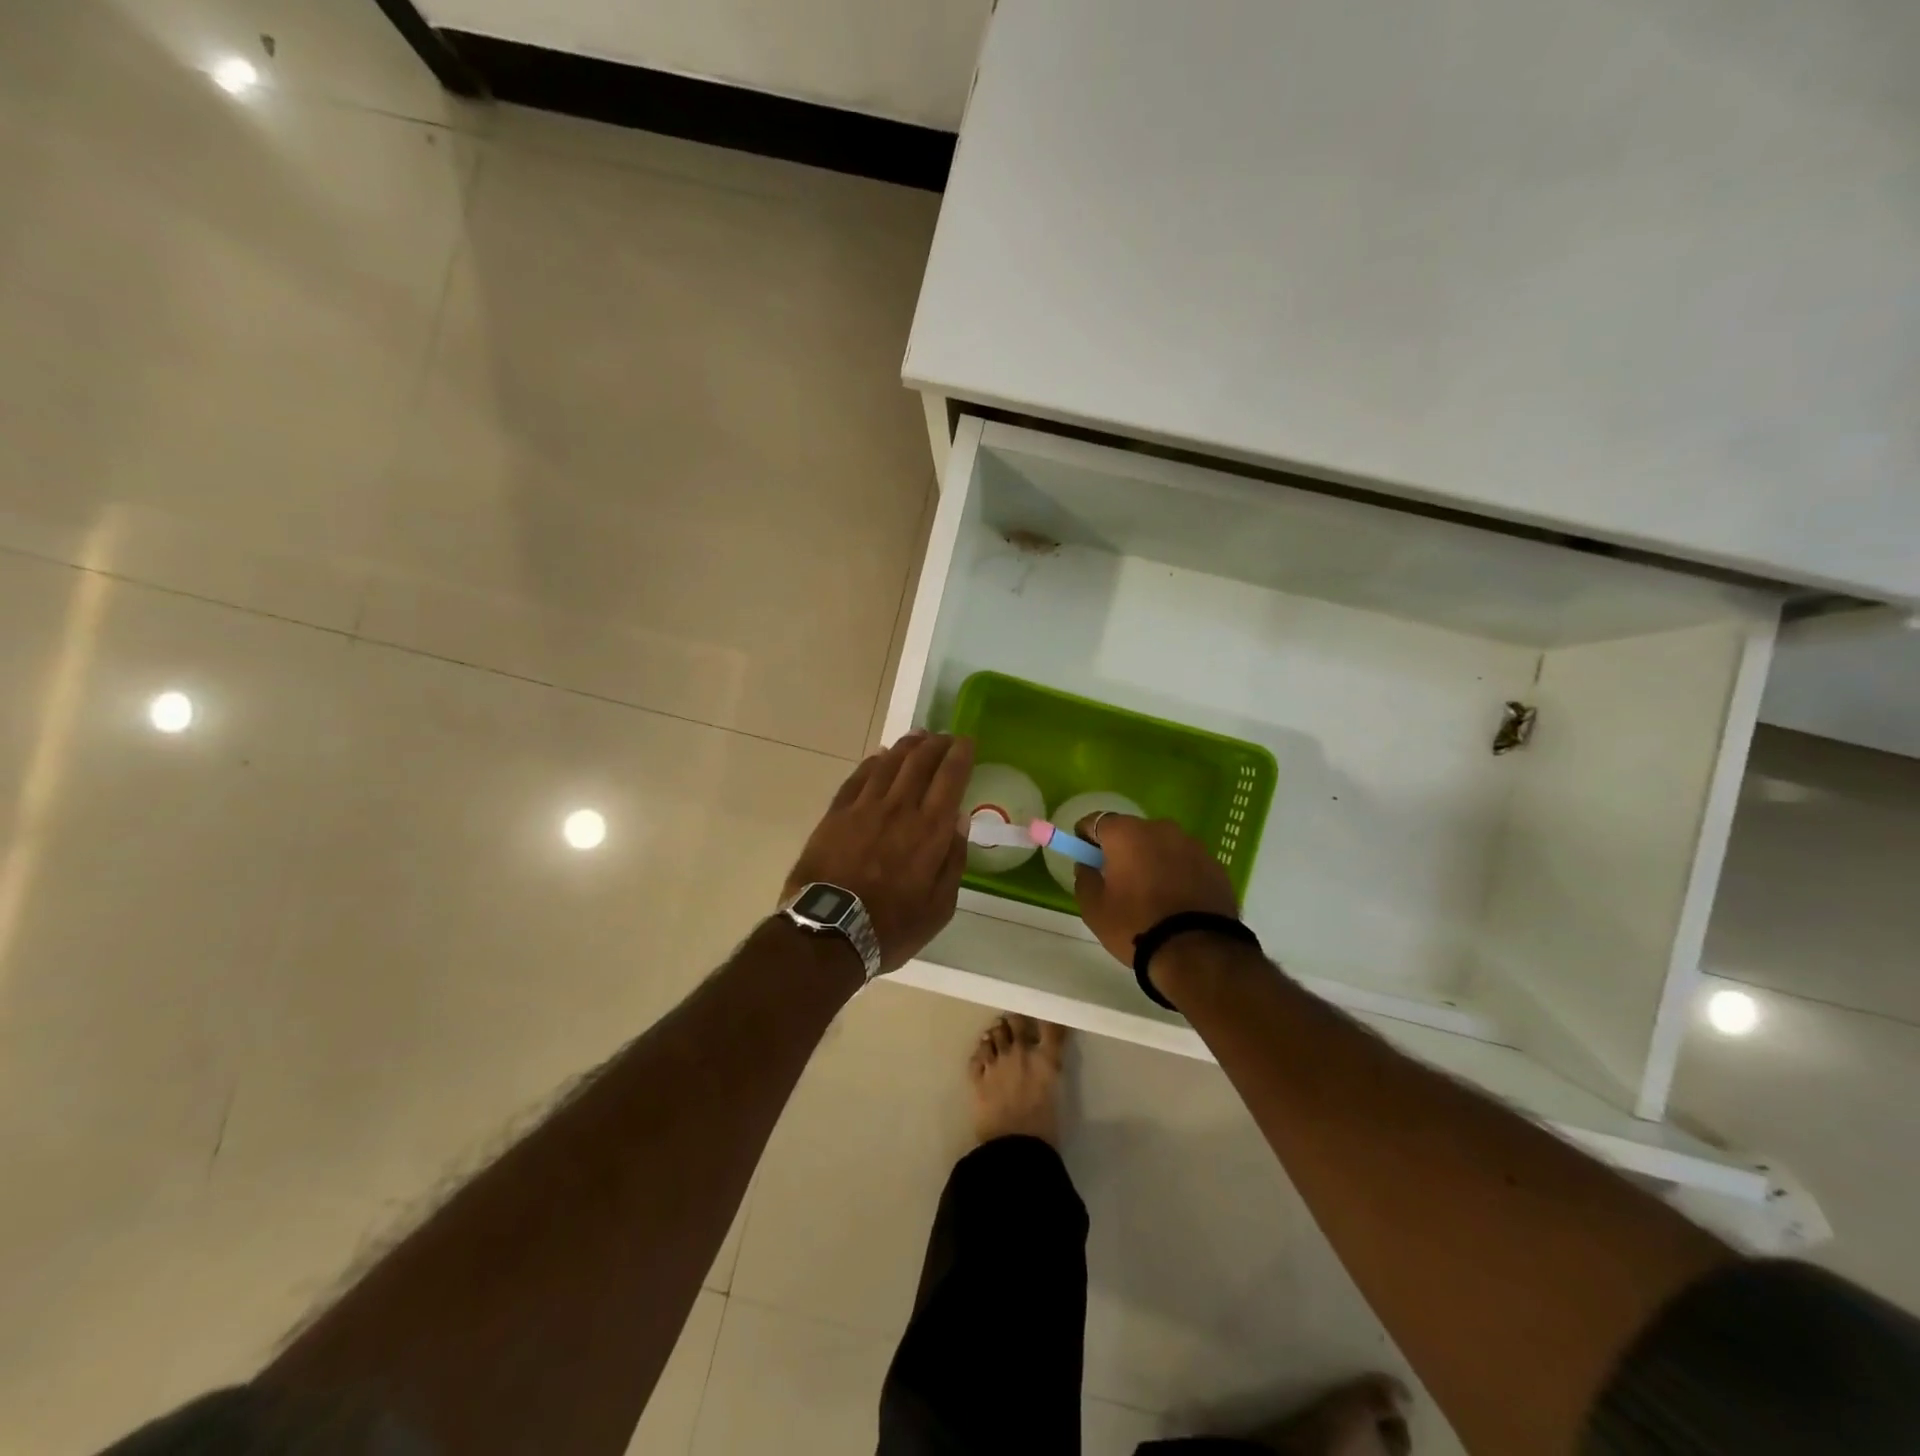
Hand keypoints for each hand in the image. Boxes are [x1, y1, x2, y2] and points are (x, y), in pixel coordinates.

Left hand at [784, 732, 973, 971]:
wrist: (828, 932)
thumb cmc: (891, 927)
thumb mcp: (939, 907)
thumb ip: (953, 860)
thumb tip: (960, 819)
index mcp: (930, 830)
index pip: (950, 778)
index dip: (960, 755)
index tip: (966, 741)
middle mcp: (899, 809)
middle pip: (920, 763)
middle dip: (936, 744)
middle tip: (944, 737)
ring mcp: (864, 808)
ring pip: (889, 763)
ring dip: (906, 746)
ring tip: (918, 736)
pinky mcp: (836, 814)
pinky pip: (858, 778)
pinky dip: (872, 762)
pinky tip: (880, 756)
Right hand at [1072, 814, 1237, 966]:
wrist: (1198, 952)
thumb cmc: (1136, 925)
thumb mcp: (1094, 908)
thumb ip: (1084, 878)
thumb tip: (1087, 866)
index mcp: (1126, 833)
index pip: (1096, 822)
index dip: (1085, 838)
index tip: (1086, 859)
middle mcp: (1161, 829)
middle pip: (1131, 831)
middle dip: (1121, 850)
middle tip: (1117, 881)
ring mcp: (1192, 845)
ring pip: (1161, 846)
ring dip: (1152, 860)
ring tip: (1151, 895)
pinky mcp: (1215, 865)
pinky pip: (1186, 863)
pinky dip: (1177, 874)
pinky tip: (1176, 902)